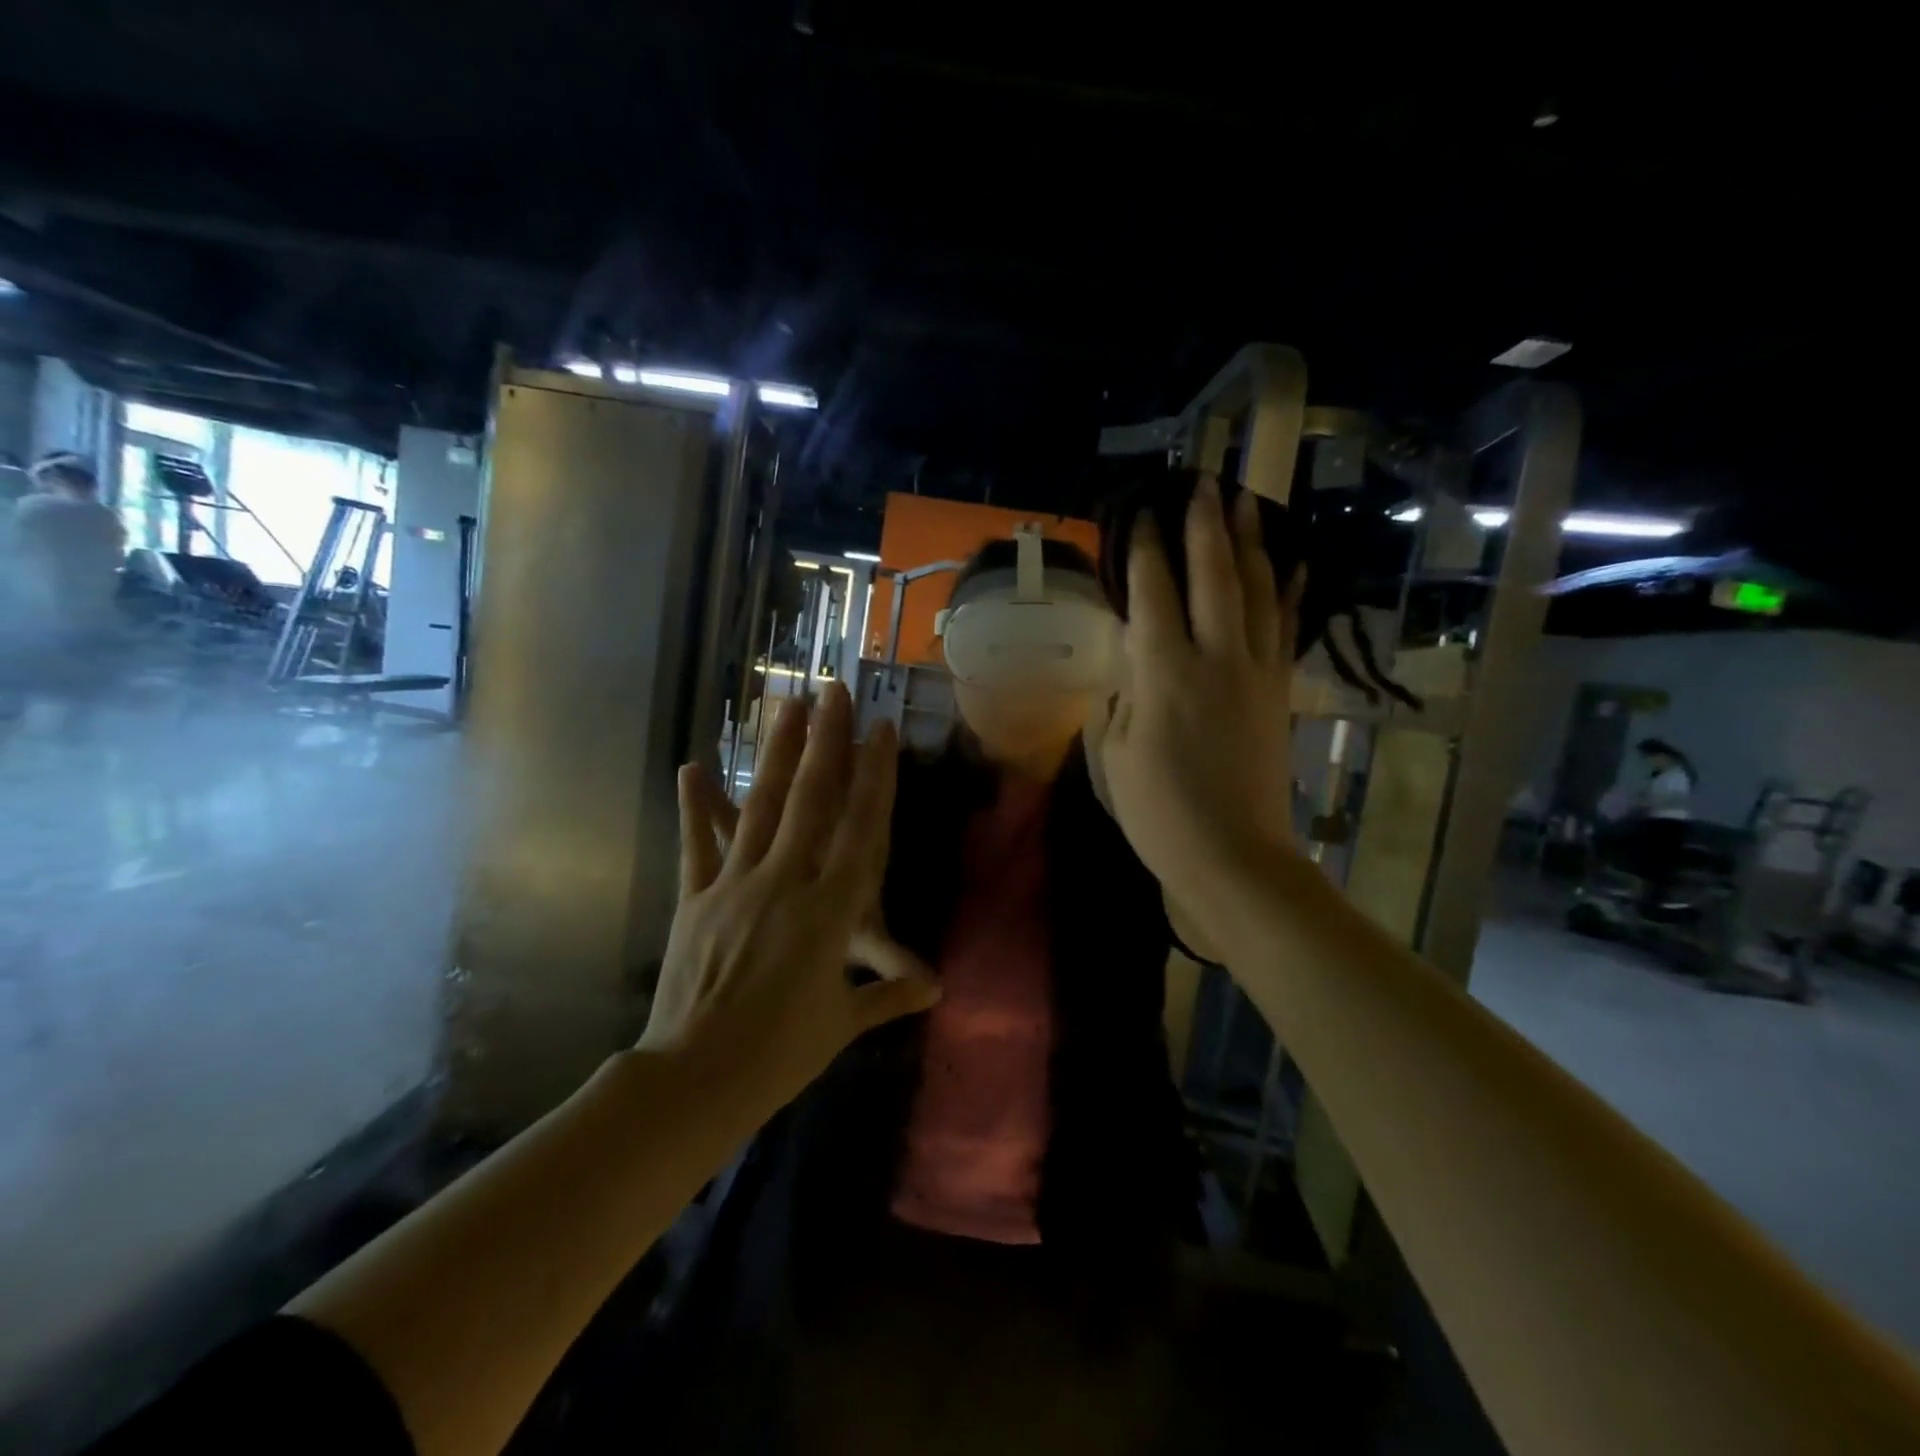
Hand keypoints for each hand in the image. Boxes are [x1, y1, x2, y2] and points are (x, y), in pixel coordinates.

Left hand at [640, 683, 938, 1111]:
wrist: (695, 1078)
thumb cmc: (781, 1053)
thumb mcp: (842, 1022)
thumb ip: (889, 993)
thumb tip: (937, 987)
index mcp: (830, 910)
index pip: (861, 829)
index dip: (875, 776)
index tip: (881, 730)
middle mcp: (786, 882)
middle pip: (811, 800)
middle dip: (827, 741)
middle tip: (834, 691)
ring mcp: (736, 885)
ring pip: (761, 807)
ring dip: (777, 754)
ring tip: (788, 707)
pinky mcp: (697, 898)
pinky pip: (698, 845)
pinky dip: (696, 806)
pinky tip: (692, 766)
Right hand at [1096, 475, 1300, 910]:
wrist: (1232, 857)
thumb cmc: (1160, 813)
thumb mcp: (1115, 755)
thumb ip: (1123, 701)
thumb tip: (1134, 673)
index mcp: (1164, 674)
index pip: (1152, 595)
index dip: (1146, 550)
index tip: (1143, 512)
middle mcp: (1215, 660)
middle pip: (1214, 578)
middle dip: (1207, 527)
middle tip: (1204, 483)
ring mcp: (1255, 673)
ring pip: (1258, 593)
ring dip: (1252, 545)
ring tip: (1248, 503)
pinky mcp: (1277, 693)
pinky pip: (1284, 629)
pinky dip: (1289, 593)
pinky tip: (1293, 566)